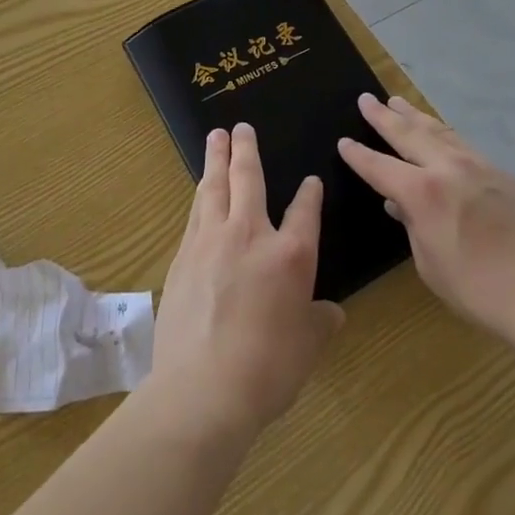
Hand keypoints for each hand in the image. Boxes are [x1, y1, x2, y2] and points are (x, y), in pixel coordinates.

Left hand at [149, 125, 344, 442]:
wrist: (202, 388)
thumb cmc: (267, 369)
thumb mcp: (307, 348)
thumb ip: (320, 322)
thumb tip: (331, 312)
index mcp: (289, 255)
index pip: (304, 212)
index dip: (309, 195)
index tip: (311, 181)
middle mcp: (249, 235)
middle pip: (248, 178)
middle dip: (245, 149)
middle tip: (240, 127)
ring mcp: (211, 241)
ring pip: (214, 187)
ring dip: (215, 159)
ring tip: (215, 139)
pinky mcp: (183, 256)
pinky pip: (195, 213)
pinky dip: (200, 195)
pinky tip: (199, 191)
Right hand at [337, 93, 514, 341]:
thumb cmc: (478, 289)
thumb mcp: (430, 265)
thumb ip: (412, 226)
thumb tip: (401, 204)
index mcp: (422, 192)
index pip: (379, 167)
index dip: (358, 155)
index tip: (343, 141)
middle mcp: (447, 168)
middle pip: (408, 134)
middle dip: (383, 116)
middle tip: (366, 99)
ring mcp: (477, 165)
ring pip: (438, 131)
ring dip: (414, 116)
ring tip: (397, 102)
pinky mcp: (501, 172)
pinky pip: (463, 143)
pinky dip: (443, 132)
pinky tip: (440, 132)